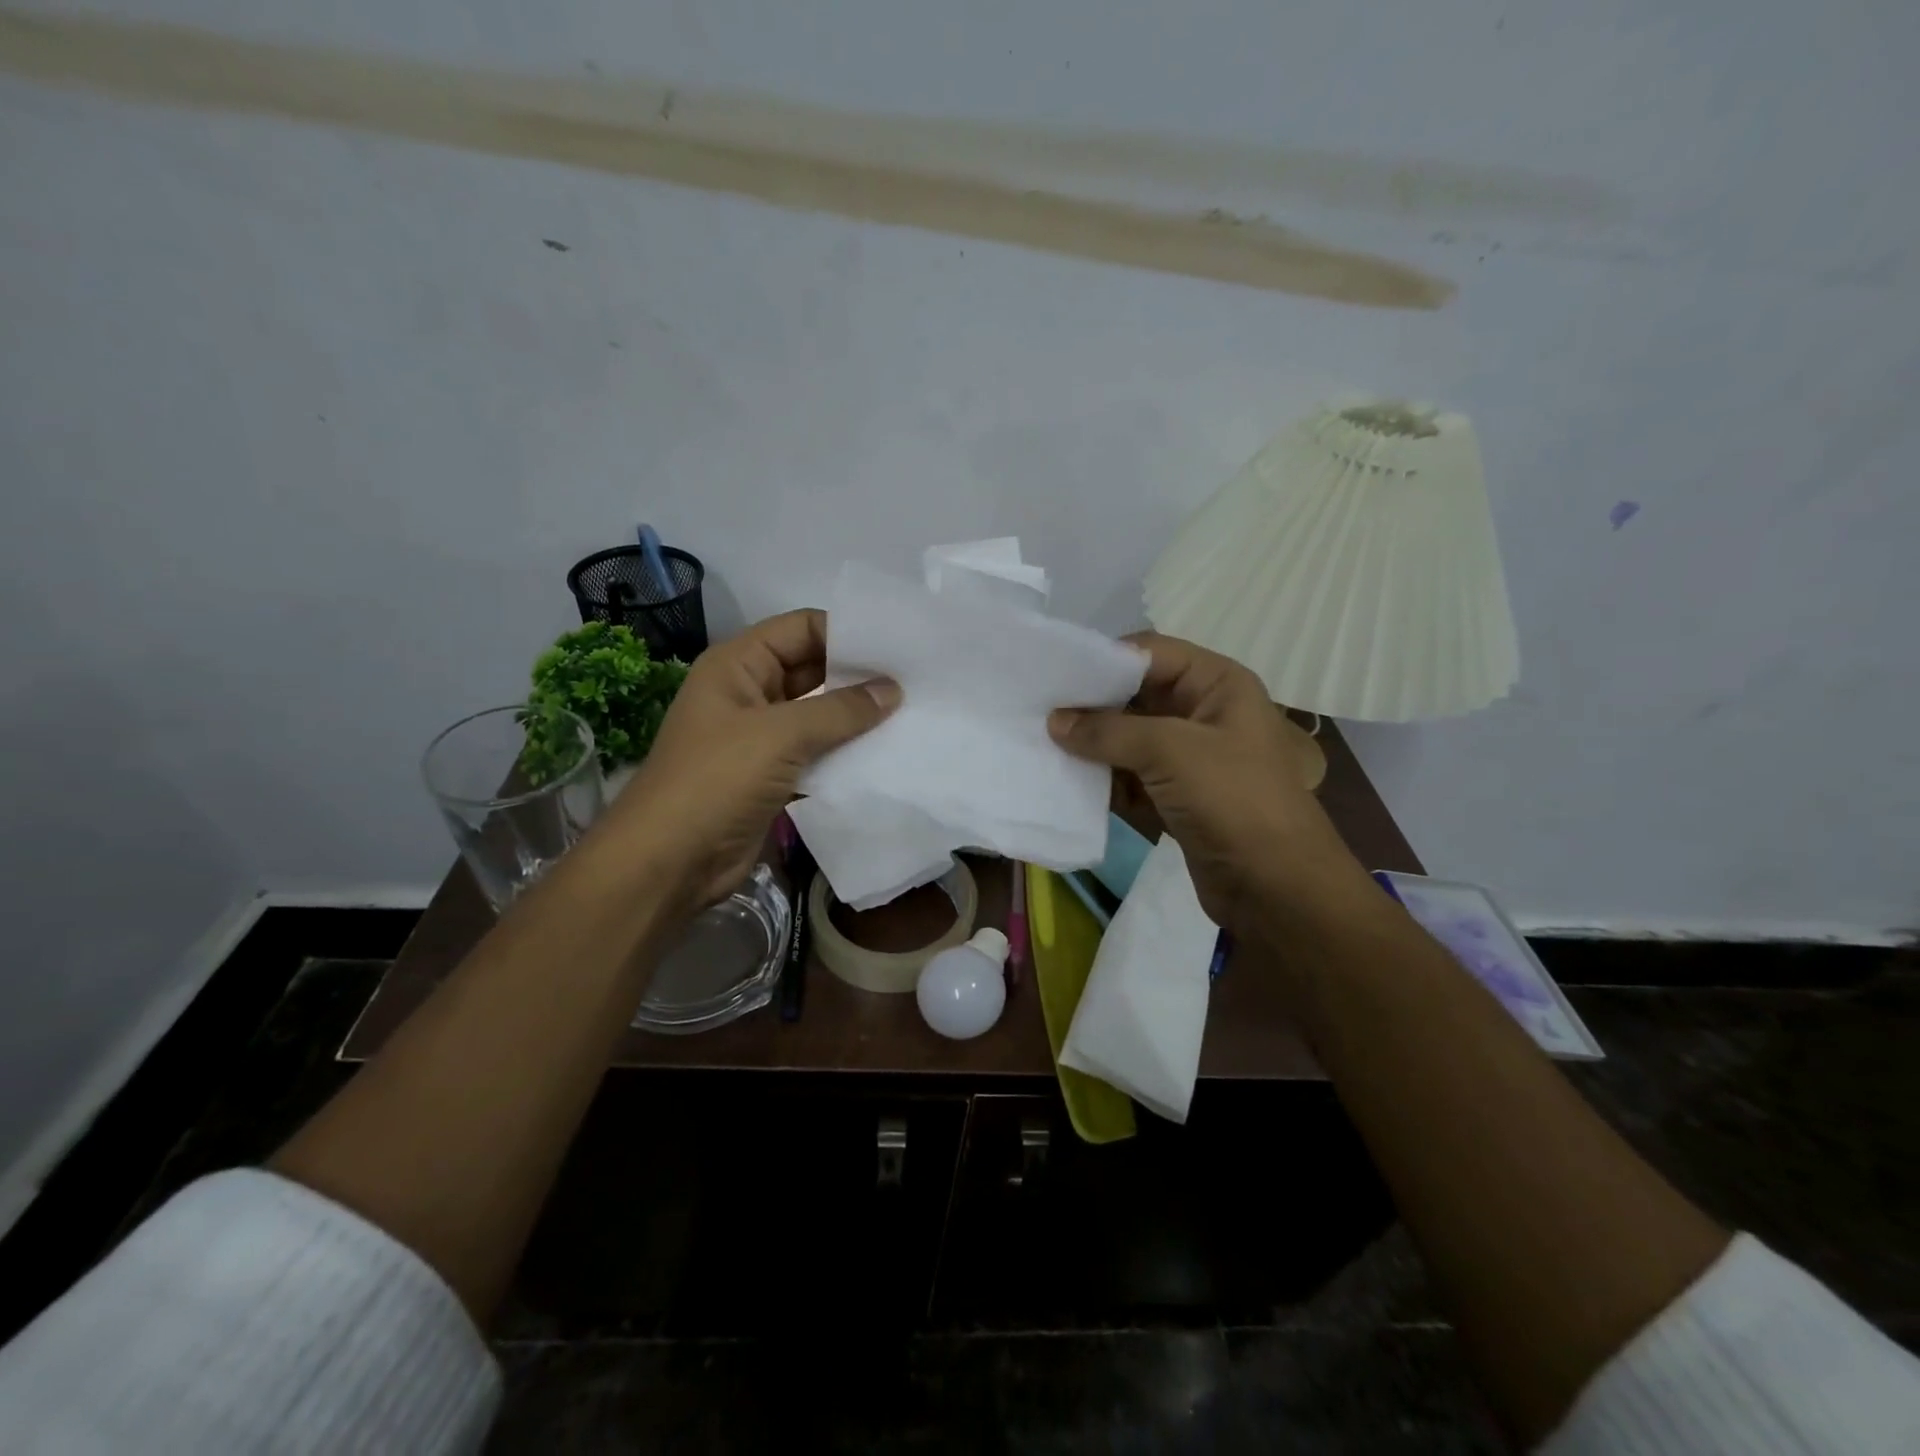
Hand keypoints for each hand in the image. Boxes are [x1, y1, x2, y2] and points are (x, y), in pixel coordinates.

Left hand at [602, 610, 898, 911]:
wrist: (670, 862)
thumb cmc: (716, 780)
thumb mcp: (779, 735)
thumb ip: (840, 710)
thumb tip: (892, 690)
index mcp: (738, 664)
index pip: (801, 628)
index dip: (846, 632)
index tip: (897, 646)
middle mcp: (749, 692)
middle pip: (812, 668)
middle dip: (858, 675)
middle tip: (914, 680)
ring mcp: (760, 735)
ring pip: (817, 713)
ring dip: (856, 716)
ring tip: (910, 713)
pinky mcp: (772, 774)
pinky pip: (816, 751)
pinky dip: (846, 750)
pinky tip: (885, 752)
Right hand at [1048, 633, 1369, 939]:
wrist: (1277, 888)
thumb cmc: (1234, 799)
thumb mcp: (1171, 750)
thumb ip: (1109, 731)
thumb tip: (1055, 721)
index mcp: (1217, 684)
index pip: (1151, 653)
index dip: (1105, 660)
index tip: (1055, 674)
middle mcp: (1203, 714)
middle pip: (1136, 695)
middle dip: (1091, 705)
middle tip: (1038, 710)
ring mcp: (1189, 759)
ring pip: (1129, 739)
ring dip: (1091, 745)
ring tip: (1040, 744)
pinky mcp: (1175, 798)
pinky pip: (1129, 777)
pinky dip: (1102, 780)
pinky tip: (1063, 781)